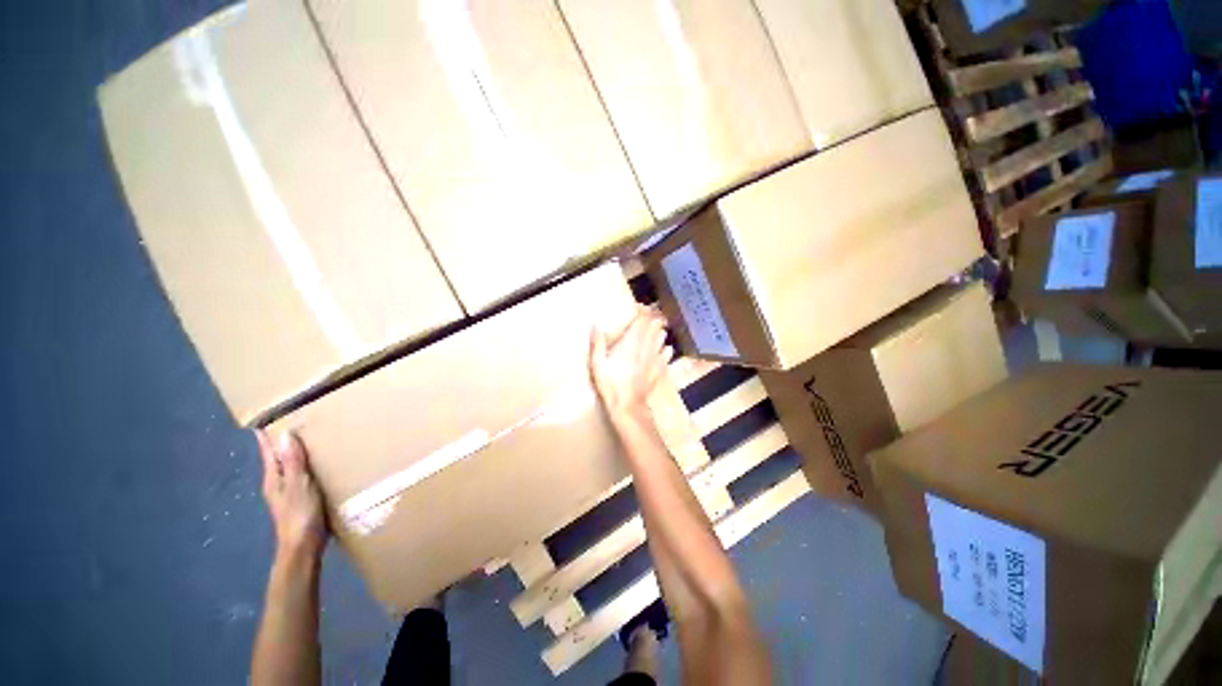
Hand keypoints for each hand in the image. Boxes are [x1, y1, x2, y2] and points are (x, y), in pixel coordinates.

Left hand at [256, 430, 327, 562]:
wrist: (304, 547)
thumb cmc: (300, 515)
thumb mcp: (299, 485)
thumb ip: (293, 461)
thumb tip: (284, 433)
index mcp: (274, 479)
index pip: (268, 452)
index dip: (265, 438)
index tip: (263, 420)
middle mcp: (277, 484)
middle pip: (277, 459)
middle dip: (280, 443)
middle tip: (289, 423)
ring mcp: (288, 494)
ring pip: (289, 468)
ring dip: (294, 454)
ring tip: (306, 440)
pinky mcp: (301, 500)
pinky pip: (301, 476)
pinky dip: (306, 466)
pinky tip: (318, 465)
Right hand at [590, 305, 673, 416]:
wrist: (628, 406)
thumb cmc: (611, 384)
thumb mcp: (597, 364)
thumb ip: (598, 343)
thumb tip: (595, 324)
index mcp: (632, 341)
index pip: (643, 320)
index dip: (643, 312)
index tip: (638, 309)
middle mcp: (647, 346)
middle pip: (655, 326)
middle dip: (653, 319)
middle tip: (646, 319)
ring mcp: (656, 357)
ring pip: (663, 337)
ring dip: (659, 332)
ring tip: (653, 332)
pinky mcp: (660, 368)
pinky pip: (667, 353)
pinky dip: (666, 349)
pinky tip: (663, 350)